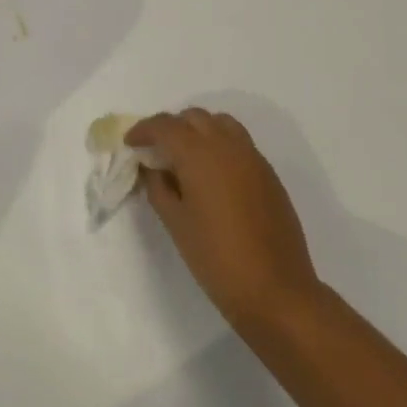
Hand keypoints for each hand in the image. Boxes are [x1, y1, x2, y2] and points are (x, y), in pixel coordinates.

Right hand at [130, 108, 322, 335]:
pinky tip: (213, 174)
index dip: (143, 130)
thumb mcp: (175, 223)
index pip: (165, 125)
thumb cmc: (216, 257)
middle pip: (193, 117)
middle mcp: (226, 145)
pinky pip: (239, 142)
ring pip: (220, 123)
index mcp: (199, 153)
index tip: (130, 143)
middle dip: (171, 127)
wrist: (275, 289)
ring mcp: (252, 157)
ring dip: (198, 129)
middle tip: (156, 150)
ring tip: (186, 156)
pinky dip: (219, 144)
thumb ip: (158, 188)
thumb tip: (153, 168)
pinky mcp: (268, 173)